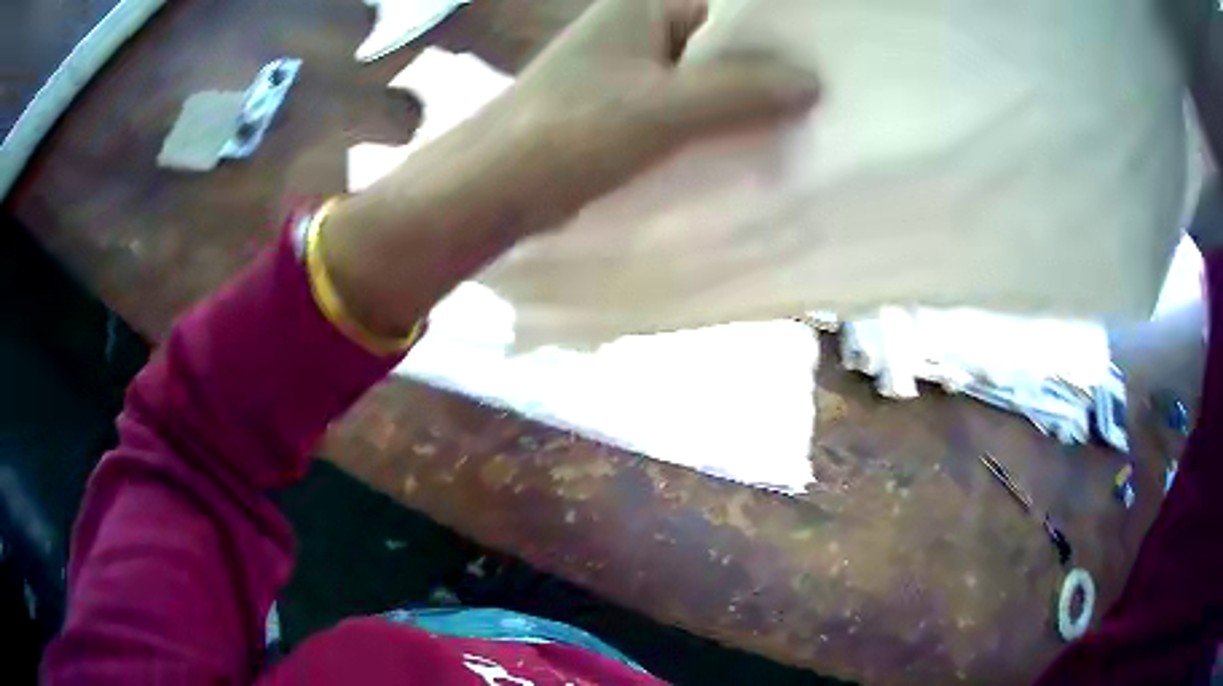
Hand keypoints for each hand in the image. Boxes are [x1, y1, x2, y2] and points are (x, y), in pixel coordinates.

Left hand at [322, 0, 818, 340]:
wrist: (495, 187)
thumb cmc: (568, 133)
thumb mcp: (662, 108)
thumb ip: (738, 91)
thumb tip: (813, 81)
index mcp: (645, 7)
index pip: (732, 9)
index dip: (781, 34)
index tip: (830, 62)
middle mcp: (641, 29)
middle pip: (724, 43)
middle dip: (770, 71)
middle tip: (828, 99)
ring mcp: (635, 70)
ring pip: (709, 77)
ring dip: (747, 100)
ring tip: (805, 122)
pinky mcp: (629, 109)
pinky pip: (690, 107)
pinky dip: (720, 122)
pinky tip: (755, 142)